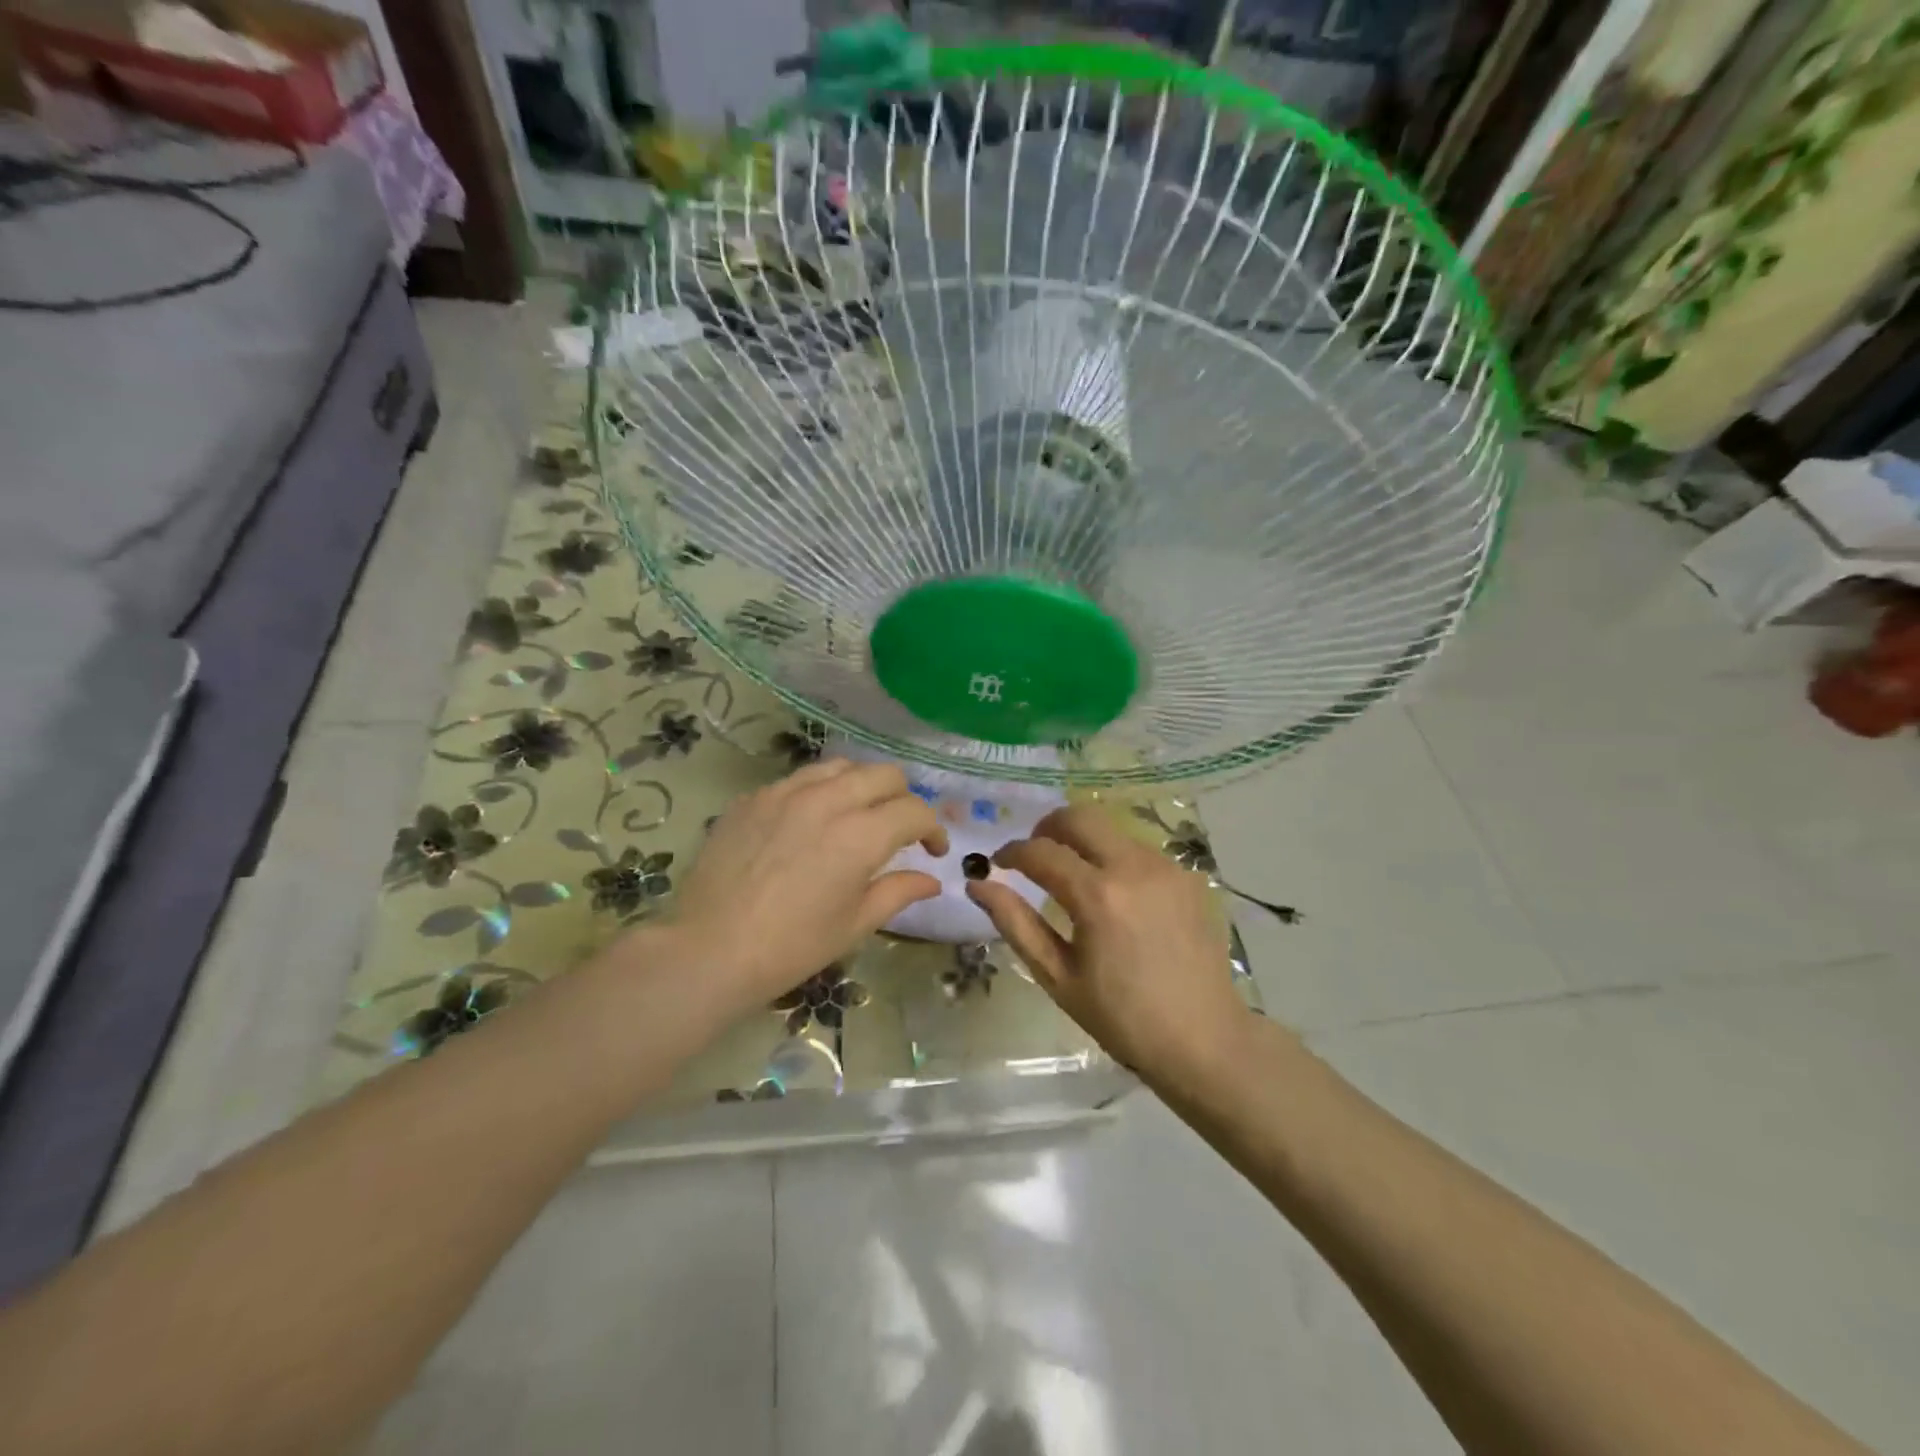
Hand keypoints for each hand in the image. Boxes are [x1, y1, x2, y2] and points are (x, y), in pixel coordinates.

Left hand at [661, 760, 948, 1017]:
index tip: (932, 851)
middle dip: (903, 798)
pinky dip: (819, 792)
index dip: (933, 829)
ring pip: (841, 767)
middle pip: (884, 774)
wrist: (709, 949)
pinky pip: (799, 779)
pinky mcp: (754, 797)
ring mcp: (785, 792)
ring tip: (856, 815)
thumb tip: (932, 879)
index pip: (914, 811)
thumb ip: (899, 892)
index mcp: (861, 835)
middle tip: (899, 829)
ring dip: (861, 786)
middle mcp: (828, 800)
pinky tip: (809, 822)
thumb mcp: (855, 924)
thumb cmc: (792, 947)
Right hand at [968, 805, 1249, 1081]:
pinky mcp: (1187, 876)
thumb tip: (977, 884)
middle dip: (1047, 827)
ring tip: (1072, 877)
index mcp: (1097, 896)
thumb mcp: (1058, 976)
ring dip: (1083, 841)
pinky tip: (1114, 894)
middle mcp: (1133, 867)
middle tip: (1034, 855)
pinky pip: (1139, 850)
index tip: (998, 864)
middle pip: (1079, 816)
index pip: (1040, 851)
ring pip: (1111, 829)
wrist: (1204, 1040)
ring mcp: (1166, 867)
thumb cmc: (1122, 1018)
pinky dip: (1114, 857)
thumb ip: (1015, 923)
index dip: (1012, 853)